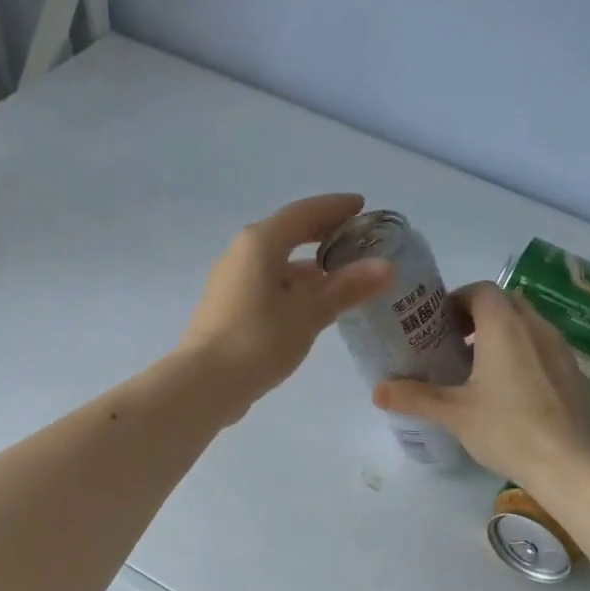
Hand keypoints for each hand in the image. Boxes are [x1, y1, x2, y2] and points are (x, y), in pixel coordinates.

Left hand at [178, 193, 391, 421]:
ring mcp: (232, 282)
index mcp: (260, 243)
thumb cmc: (258, 340)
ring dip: (310, 266)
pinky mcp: (229, 308)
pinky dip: (294, 287)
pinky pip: (268, 285)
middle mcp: (242, 254)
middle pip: (288, 234)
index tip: (362, 207)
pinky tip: (312, 306)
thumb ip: (346, 287)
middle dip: (323, 235)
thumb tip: (386, 266)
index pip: (304, 212)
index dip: (335, 207)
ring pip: (278, 263)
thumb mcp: (308, 313)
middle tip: (357, 241)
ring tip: (343, 277)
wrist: (203, 384)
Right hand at [374, 283, 589, 485]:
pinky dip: (526, 357)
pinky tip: (514, 393)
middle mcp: (536, 327)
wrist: (568, 463)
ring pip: (529, 326)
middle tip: (456, 343)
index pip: (481, 290)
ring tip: (482, 369)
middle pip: (506, 303)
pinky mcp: (576, 374)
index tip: (439, 324)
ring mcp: (561, 350)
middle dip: (479, 315)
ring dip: (504, 335)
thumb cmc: (506, 429)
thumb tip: (377, 390)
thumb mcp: (453, 413)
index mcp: (504, 327)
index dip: (457, 300)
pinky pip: (546, 351)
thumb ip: (414, 397)